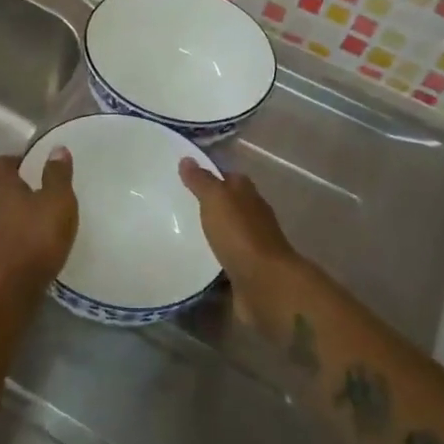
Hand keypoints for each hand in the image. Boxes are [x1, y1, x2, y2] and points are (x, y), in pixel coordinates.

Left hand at [0, 149, 77, 289]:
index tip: (25, 163)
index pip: (0, 165)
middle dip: (4, 189)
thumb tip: (56, 148)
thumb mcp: (57, 202)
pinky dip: (1, 241)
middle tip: (25, 193)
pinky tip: (15, 248)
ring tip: (20, 222)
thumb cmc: (36, 238)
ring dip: (0, 217)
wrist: (9, 287)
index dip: (12, 161)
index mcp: (4, 188)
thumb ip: (57, 176)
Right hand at [178, 158, 296, 291]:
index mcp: (248, 196)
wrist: (266, 284)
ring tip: (180, 233)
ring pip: (228, 233)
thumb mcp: (217, 200)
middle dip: (209, 205)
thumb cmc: (240, 235)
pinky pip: (226, 260)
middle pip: (230, 205)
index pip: (230, 178)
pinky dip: (213, 259)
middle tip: (177, 205)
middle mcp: (253, 218)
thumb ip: (202, 181)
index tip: (186, 176)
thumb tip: (187, 158)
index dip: (211, 175)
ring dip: (212, 232)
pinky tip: (194, 261)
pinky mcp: (246, 271)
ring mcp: (252, 246)